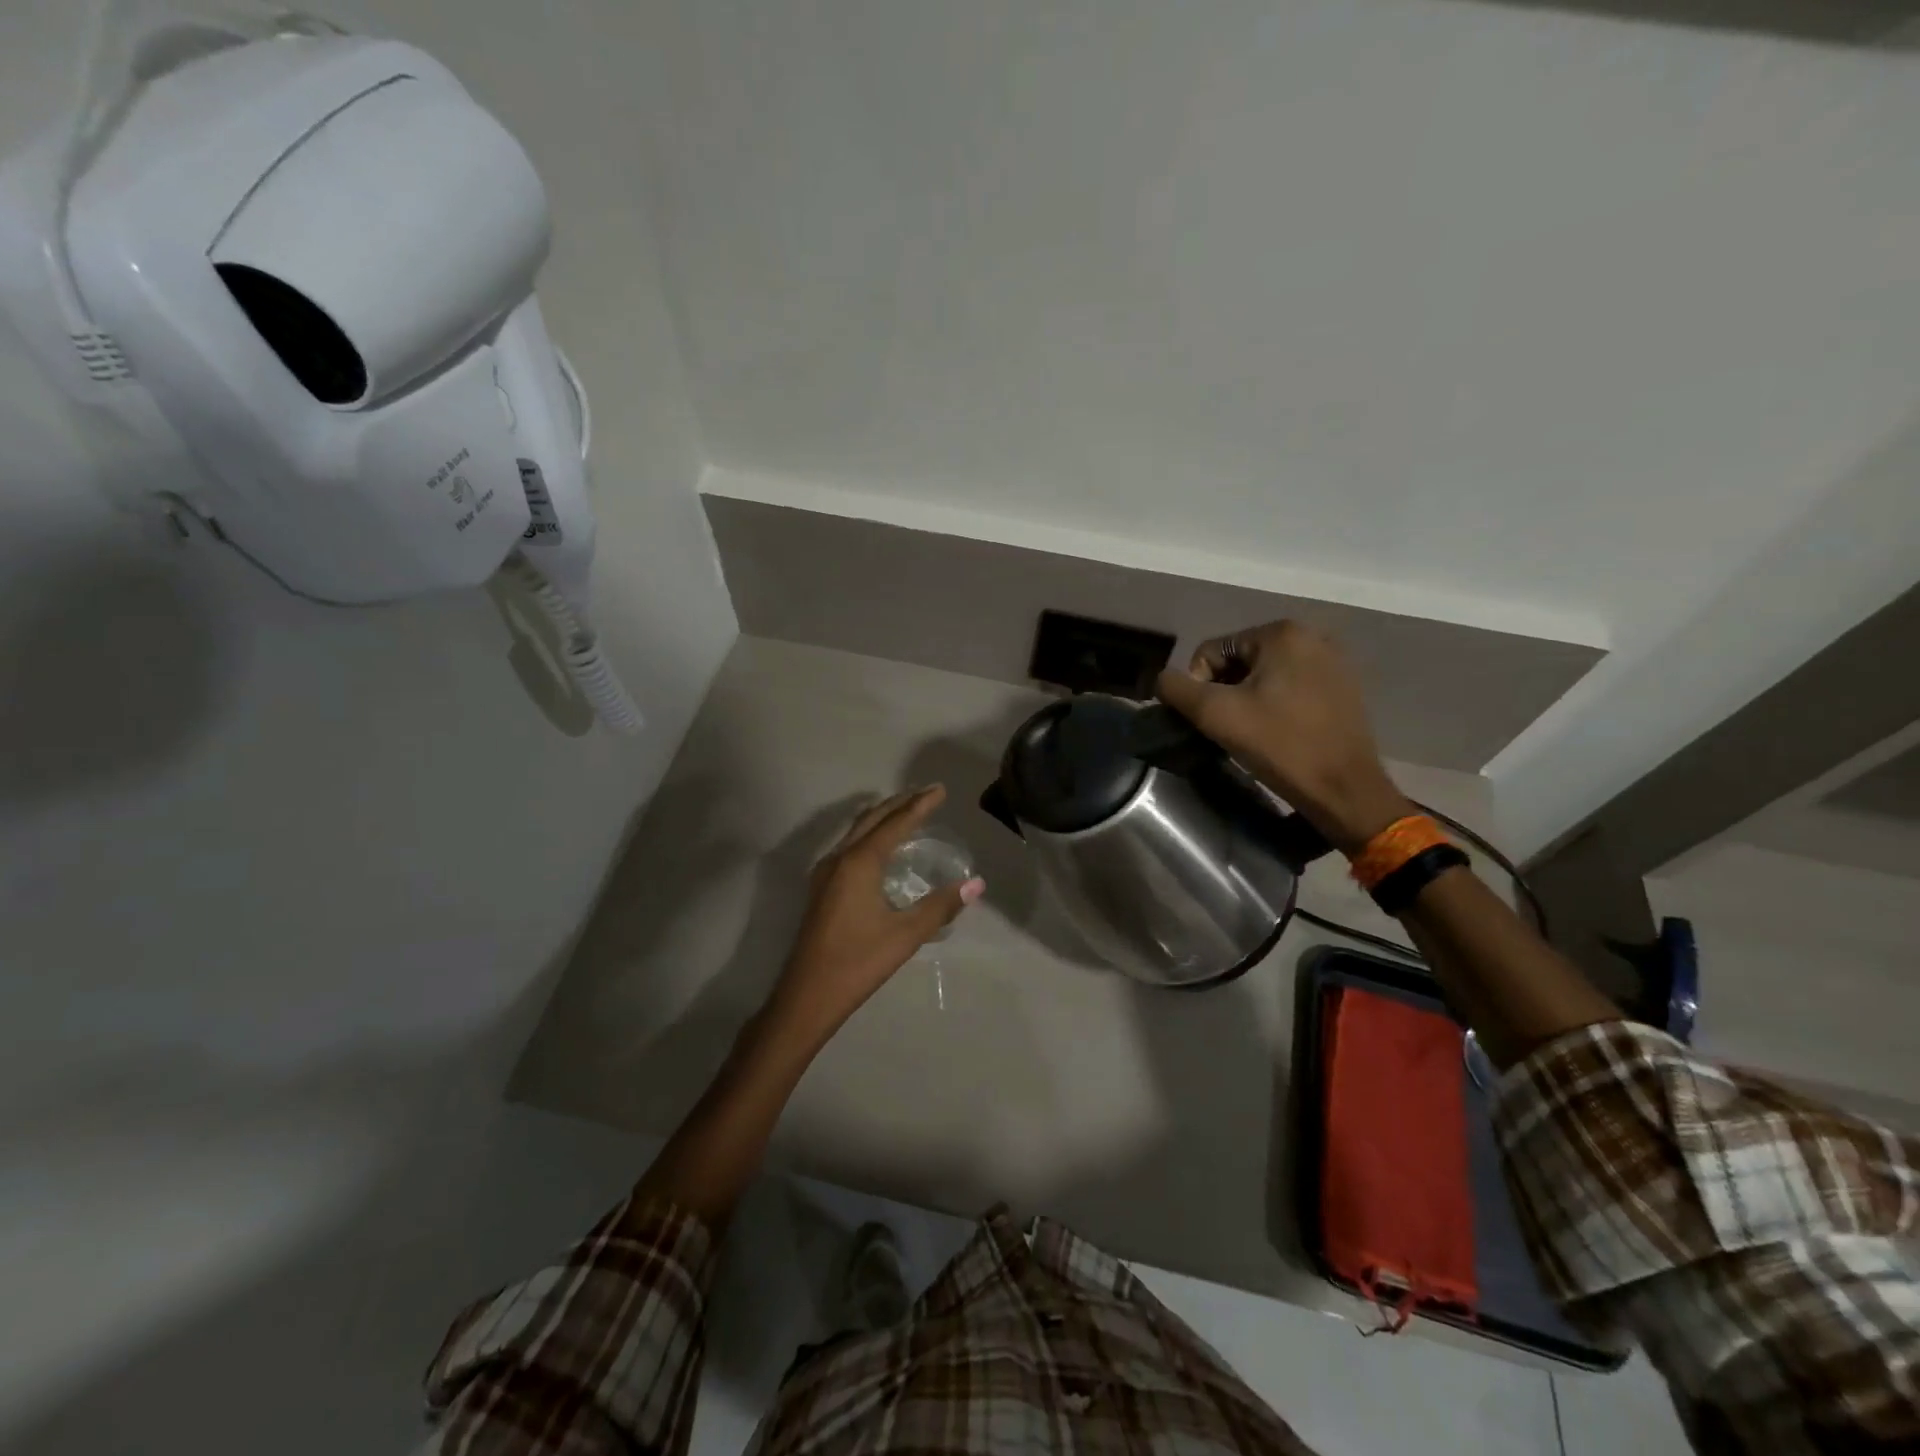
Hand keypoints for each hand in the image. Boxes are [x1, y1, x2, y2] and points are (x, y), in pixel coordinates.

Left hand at [764, 785, 984, 1047]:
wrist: (807, 996)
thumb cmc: (858, 962)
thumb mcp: (905, 935)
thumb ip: (941, 906)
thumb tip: (976, 883)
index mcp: (859, 862)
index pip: (895, 823)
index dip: (920, 805)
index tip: (940, 790)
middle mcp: (839, 858)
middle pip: (872, 818)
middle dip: (900, 803)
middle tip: (926, 793)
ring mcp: (825, 872)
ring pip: (856, 830)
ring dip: (882, 816)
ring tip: (906, 811)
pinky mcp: (821, 888)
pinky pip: (849, 845)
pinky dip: (869, 834)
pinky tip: (880, 848)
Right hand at [1155, 621, 1411, 853]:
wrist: (1343, 790)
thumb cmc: (1279, 745)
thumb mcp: (1215, 715)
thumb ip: (1176, 689)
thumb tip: (1163, 680)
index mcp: (1282, 633)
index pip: (1212, 652)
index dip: (1199, 687)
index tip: (1211, 721)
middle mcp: (1311, 636)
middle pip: (1238, 661)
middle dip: (1225, 693)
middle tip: (1230, 729)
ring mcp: (1332, 662)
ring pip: (1263, 676)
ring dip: (1247, 701)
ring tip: (1252, 734)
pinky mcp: (1342, 688)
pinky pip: (1290, 687)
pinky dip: (1274, 706)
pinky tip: (1277, 733)